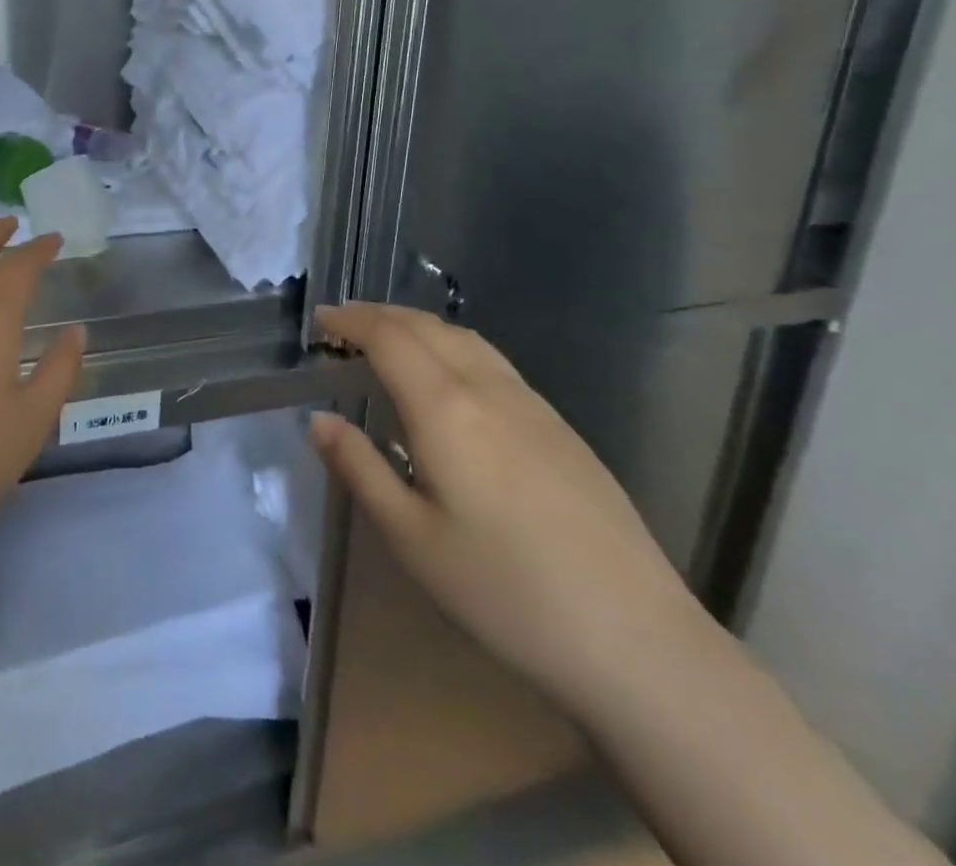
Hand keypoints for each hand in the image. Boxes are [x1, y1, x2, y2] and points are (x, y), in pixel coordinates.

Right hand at [311, 302, 705, 713]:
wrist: (636, 639)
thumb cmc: (505, 592)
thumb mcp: (412, 539)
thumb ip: (360, 469)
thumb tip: (319, 420)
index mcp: (446, 408)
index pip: (389, 338)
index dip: (351, 321)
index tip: (319, 319)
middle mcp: (488, 389)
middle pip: (427, 327)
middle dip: (380, 315)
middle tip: (344, 324)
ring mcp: (532, 405)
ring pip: (465, 339)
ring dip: (418, 326)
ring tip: (388, 340)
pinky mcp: (561, 428)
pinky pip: (492, 362)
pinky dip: (452, 347)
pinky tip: (448, 379)